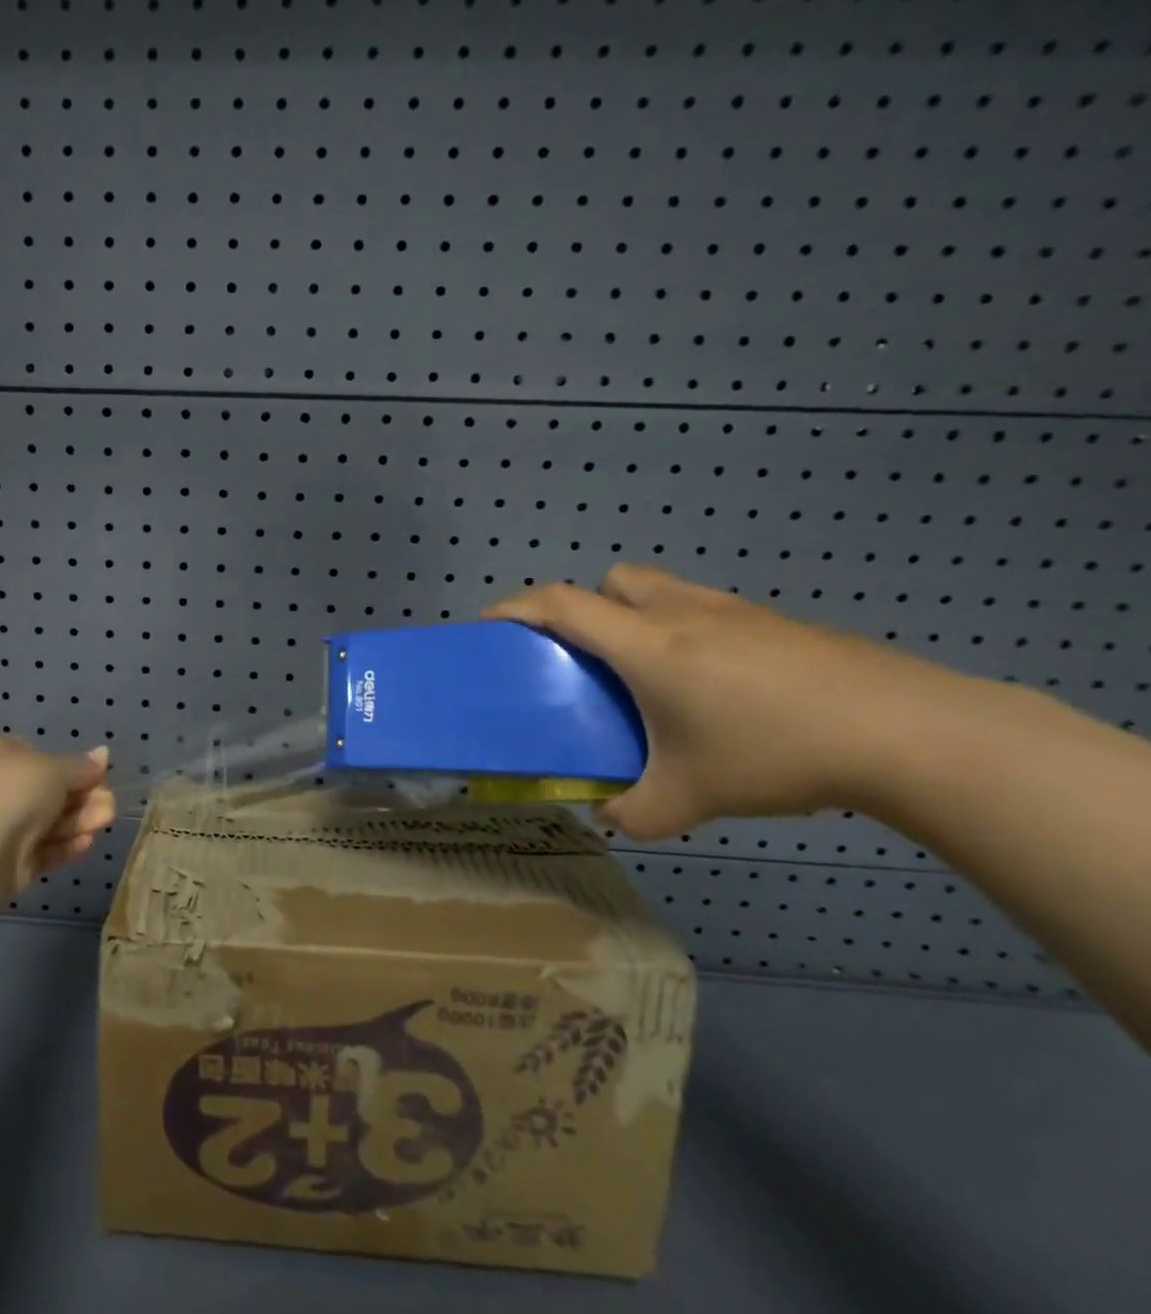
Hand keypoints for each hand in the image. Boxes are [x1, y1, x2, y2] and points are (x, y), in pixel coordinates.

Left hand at [0, 734, 115, 895]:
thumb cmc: (13, 791)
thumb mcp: (55, 770)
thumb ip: (82, 766)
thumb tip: (103, 754)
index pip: (37, 755)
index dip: (70, 767)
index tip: (98, 776)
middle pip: (45, 791)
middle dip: (81, 798)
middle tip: (110, 805)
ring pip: (44, 820)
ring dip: (78, 820)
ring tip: (107, 821)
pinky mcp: (2, 860)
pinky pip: (37, 847)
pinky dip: (62, 844)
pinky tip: (87, 843)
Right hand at [485, 564, 971, 839]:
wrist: (908, 732)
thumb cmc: (775, 753)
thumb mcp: (691, 797)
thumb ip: (634, 813)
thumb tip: (607, 818)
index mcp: (644, 645)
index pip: (561, 605)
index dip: (517, 607)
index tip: (490, 625)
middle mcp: (679, 614)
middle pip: (611, 580)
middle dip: (584, 605)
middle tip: (586, 654)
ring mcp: (733, 612)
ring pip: (660, 588)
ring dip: (635, 612)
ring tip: (648, 669)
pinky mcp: (775, 622)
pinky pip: (705, 608)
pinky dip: (685, 629)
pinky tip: (715, 684)